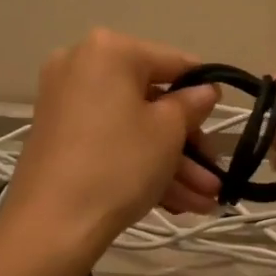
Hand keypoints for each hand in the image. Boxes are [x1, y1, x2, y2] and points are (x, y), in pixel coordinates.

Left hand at [3, 29, 220, 252]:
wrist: (51, 224)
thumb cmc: (118, 163)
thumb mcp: (168, 131)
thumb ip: (192, 104)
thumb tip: (204, 90)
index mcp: (109, 51)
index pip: (173, 62)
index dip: (204, 91)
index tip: (224, 117)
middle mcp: (82, 67)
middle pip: (151, 100)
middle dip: (188, 143)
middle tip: (214, 174)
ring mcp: (66, 104)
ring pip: (133, 128)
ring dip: (173, 164)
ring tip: (206, 202)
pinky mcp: (60, 139)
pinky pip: (112, 142)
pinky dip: (142, 166)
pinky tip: (179, 204)